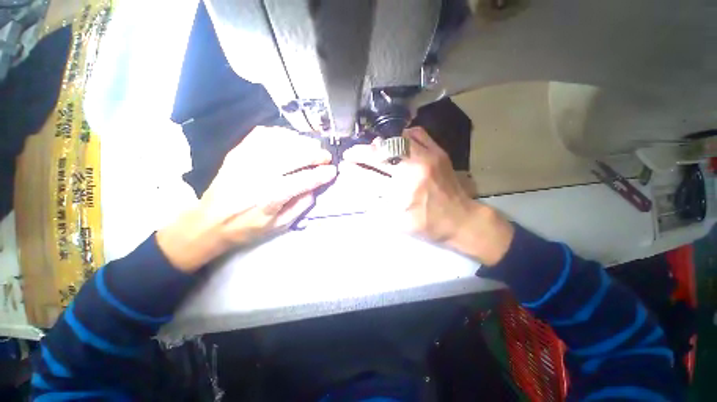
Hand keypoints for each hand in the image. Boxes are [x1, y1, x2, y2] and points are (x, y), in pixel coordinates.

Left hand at [157, 127, 336, 271]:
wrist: (207, 222)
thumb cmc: (246, 228)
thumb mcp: (277, 226)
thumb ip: (299, 207)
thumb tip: (314, 189)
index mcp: (270, 197)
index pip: (304, 180)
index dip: (321, 174)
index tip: (333, 171)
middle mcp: (259, 174)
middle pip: (294, 155)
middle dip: (316, 154)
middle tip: (326, 157)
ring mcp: (246, 159)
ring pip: (280, 141)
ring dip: (301, 142)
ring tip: (312, 147)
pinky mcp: (238, 152)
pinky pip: (262, 134)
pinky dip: (280, 133)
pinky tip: (290, 139)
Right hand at [341, 127, 513, 264]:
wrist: (462, 220)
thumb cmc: (429, 226)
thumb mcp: (398, 224)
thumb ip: (377, 207)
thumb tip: (361, 189)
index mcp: (402, 194)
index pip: (369, 178)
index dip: (353, 171)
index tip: (343, 166)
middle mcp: (414, 171)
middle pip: (380, 156)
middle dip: (360, 153)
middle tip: (349, 153)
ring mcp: (428, 158)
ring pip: (396, 140)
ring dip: (378, 143)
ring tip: (369, 148)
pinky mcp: (438, 152)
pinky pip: (417, 133)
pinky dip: (401, 135)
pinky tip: (394, 141)